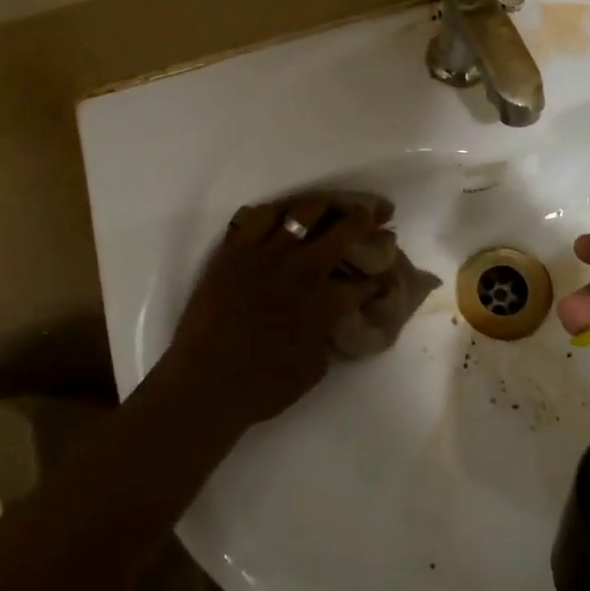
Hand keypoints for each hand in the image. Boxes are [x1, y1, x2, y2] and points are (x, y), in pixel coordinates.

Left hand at [158, 193, 382, 432]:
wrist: (206, 383)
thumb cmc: (262, 387)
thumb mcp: (314, 367)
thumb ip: (328, 333)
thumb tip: (333, 314)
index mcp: (325, 301)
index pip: (363, 278)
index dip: (379, 271)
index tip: (384, 268)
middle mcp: (301, 268)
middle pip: (344, 230)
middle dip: (367, 218)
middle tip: (379, 211)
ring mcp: (266, 254)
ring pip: (303, 212)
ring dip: (327, 204)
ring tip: (335, 203)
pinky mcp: (235, 250)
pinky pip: (259, 216)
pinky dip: (278, 210)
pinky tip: (285, 213)